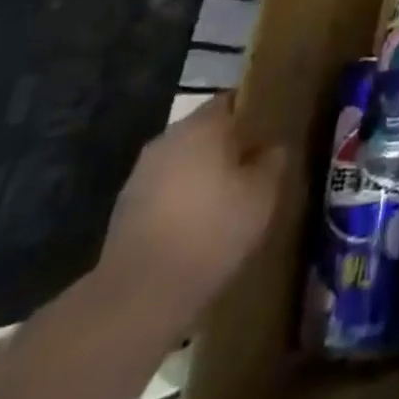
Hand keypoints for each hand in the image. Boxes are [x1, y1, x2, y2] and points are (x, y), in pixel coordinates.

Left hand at [96, 95, 287, 333]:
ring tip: (226, 201)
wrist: (137, 297)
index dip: (253, 114)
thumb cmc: (210, 232)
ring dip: (202, 174)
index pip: (232, 100)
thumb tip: (274, 147)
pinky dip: (181, 201)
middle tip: (253, 168)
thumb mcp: (262, 196)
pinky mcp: (124, 210)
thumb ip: (274, 161)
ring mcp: (141, 174)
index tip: (270, 133)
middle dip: (228, 146)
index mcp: (202, 125)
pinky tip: (196, 228)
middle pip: (205, 131)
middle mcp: (168, 139)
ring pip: (183, 161)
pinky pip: (164, 191)